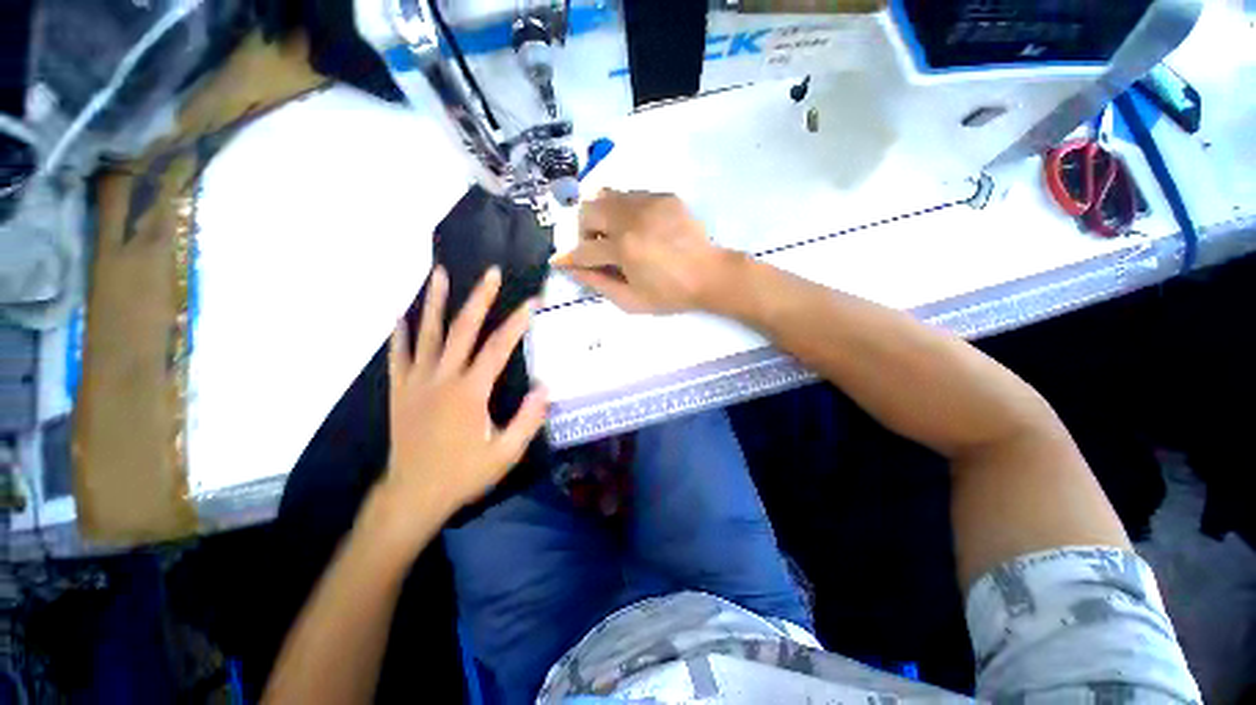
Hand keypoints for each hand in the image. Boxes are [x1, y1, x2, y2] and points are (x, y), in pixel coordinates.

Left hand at [372, 266, 547, 545]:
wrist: (412, 496)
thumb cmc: (463, 474)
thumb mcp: (506, 453)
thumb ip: (528, 419)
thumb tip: (546, 387)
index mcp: (470, 392)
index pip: (498, 348)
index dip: (517, 323)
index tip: (532, 302)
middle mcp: (442, 378)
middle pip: (462, 330)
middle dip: (479, 298)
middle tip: (490, 273)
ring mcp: (416, 382)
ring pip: (427, 334)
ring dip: (434, 302)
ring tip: (440, 273)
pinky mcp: (399, 391)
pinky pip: (398, 356)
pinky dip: (400, 334)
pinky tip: (402, 316)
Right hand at [553, 190, 736, 313]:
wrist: (710, 275)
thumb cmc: (670, 294)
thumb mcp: (631, 300)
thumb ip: (599, 284)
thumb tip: (573, 269)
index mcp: (623, 248)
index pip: (583, 250)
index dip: (568, 258)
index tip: (558, 261)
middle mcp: (631, 218)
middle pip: (588, 211)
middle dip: (584, 231)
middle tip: (597, 248)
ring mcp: (649, 203)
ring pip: (608, 196)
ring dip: (603, 217)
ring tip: (617, 235)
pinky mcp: (664, 197)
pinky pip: (632, 195)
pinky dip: (625, 211)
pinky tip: (640, 228)